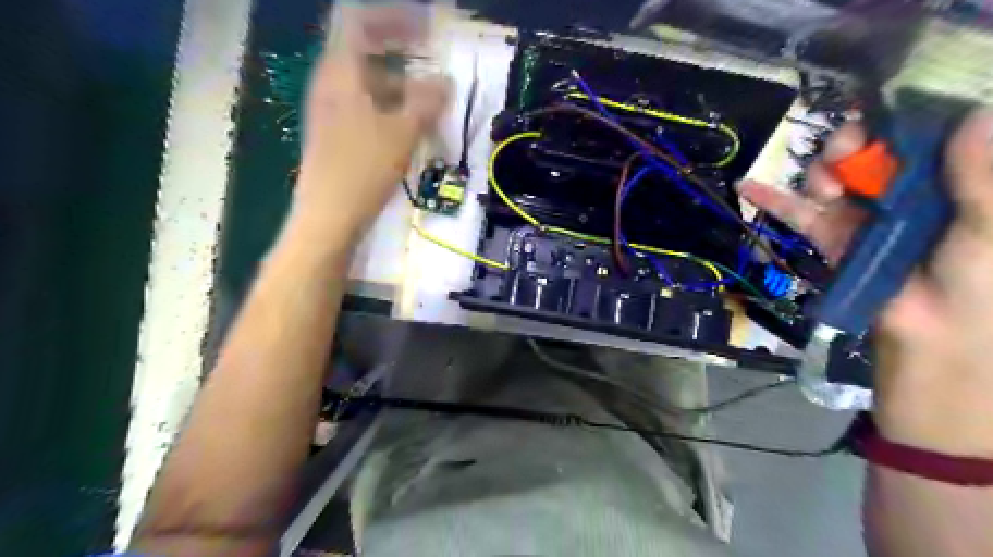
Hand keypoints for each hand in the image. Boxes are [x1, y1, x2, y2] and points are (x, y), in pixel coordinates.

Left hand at [292, 5, 450, 238]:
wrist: (328, 217)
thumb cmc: (363, 169)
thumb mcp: (402, 133)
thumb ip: (426, 102)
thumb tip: (446, 82)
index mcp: (340, 73)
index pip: (361, 24)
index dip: (395, 20)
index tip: (427, 30)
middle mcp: (329, 84)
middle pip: (363, 53)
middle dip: (400, 54)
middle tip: (432, 64)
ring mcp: (329, 110)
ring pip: (366, 84)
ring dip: (398, 86)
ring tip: (428, 102)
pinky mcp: (334, 135)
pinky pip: (364, 107)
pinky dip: (388, 107)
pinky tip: (408, 127)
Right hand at [739, 112, 992, 456]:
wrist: (934, 358)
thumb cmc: (980, 299)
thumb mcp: (991, 239)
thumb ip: (984, 183)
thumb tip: (973, 119)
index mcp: (960, 186)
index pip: (937, 134)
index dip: (910, 115)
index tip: (887, 112)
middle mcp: (916, 193)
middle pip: (878, 148)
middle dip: (856, 142)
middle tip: (848, 153)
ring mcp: (871, 215)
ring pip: (838, 176)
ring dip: (821, 172)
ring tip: (824, 189)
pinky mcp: (836, 239)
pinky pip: (802, 214)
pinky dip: (775, 200)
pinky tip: (748, 186)